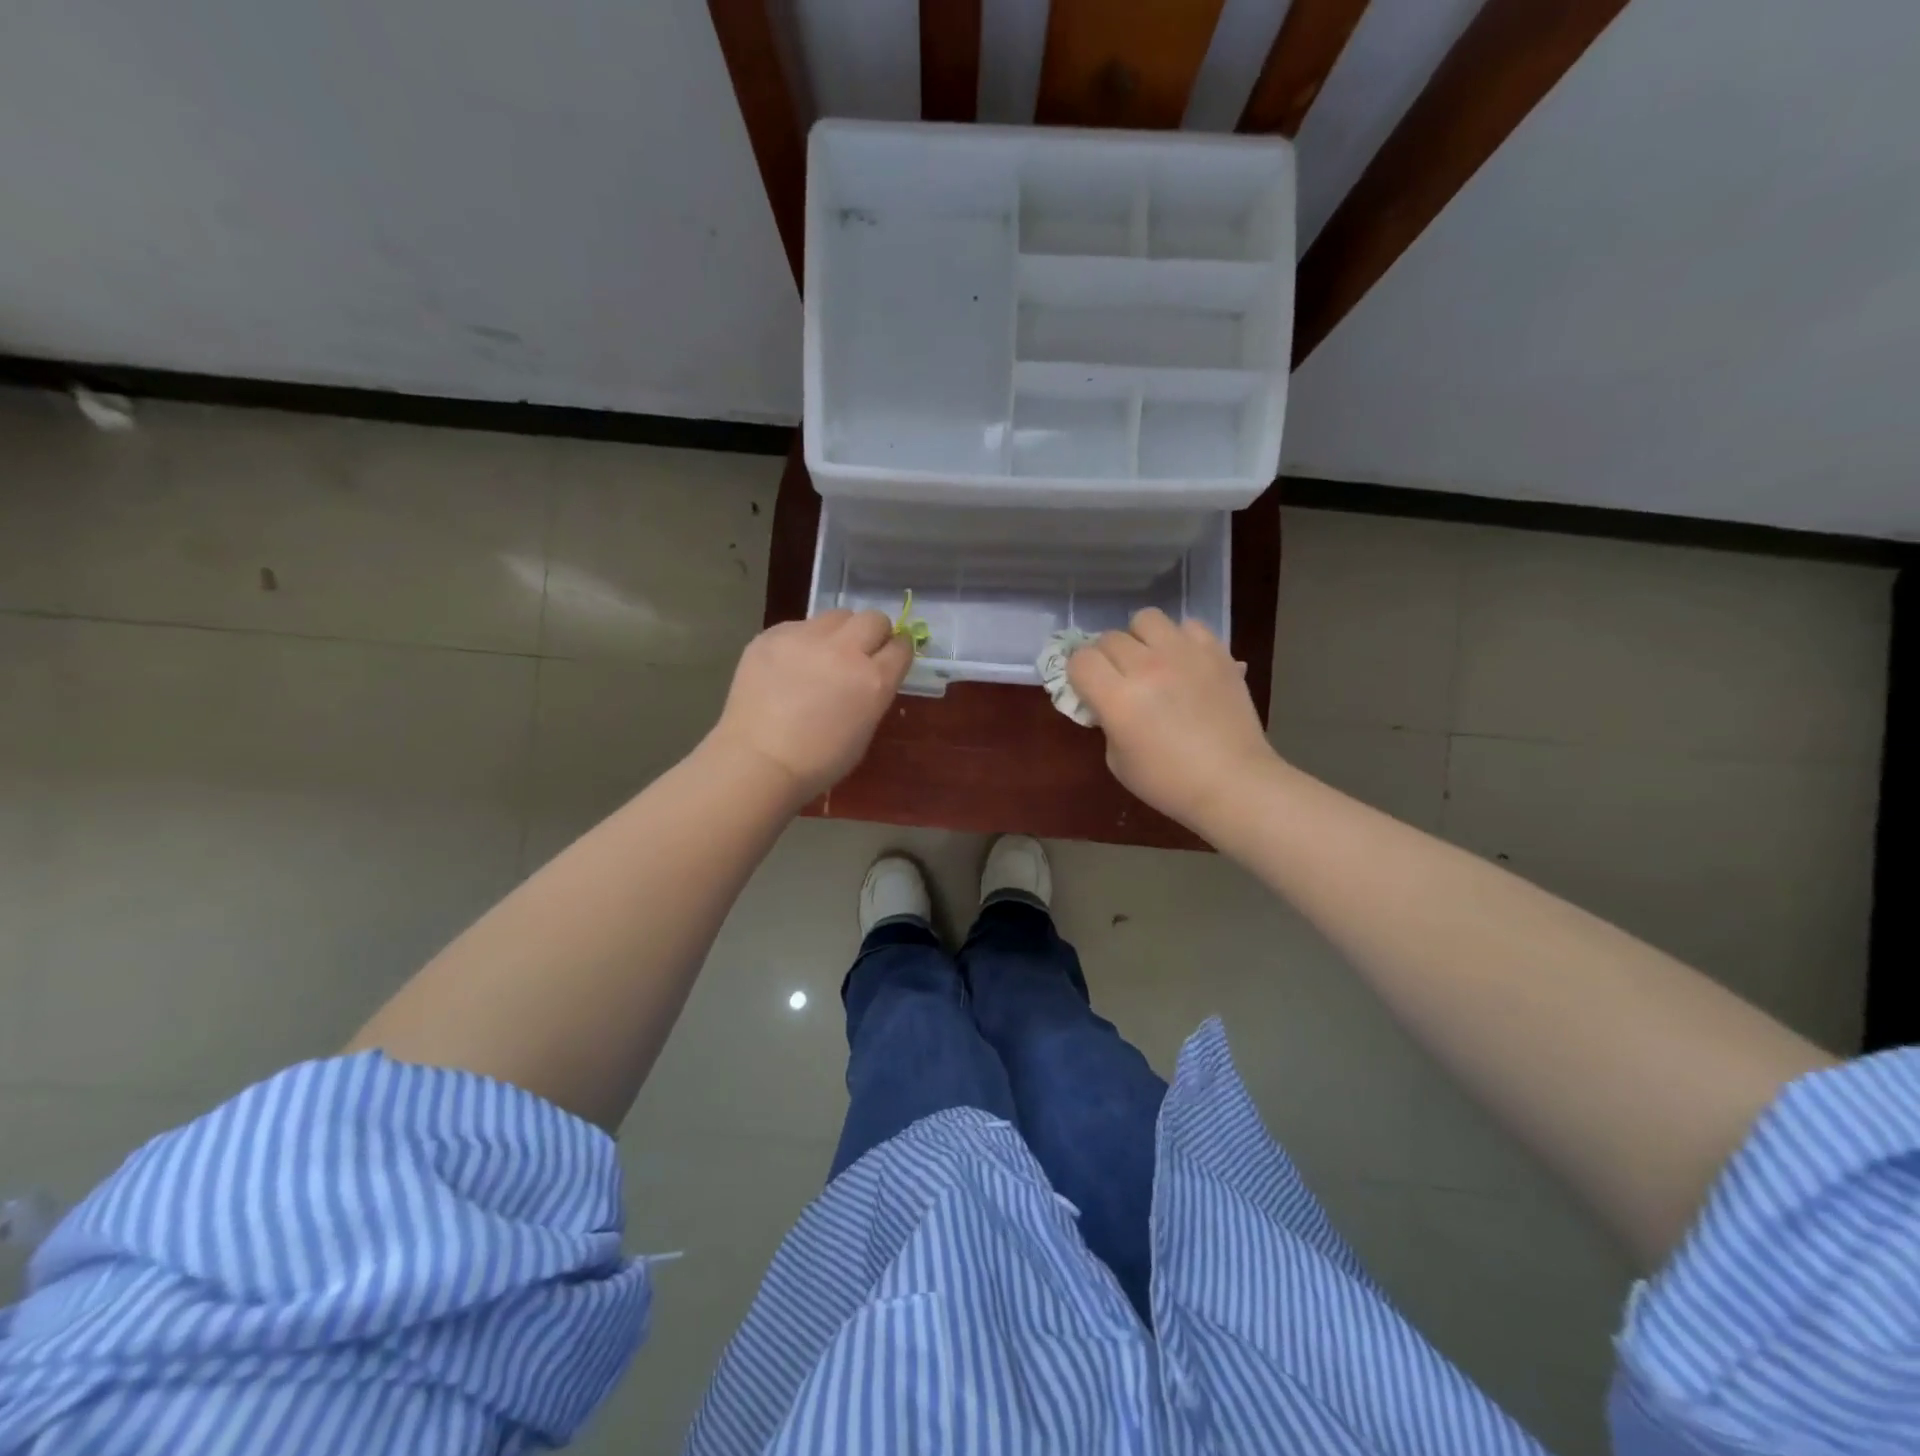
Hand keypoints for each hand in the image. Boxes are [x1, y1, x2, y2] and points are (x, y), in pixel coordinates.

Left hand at [709, 609, 912, 803]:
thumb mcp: (864, 730)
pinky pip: (799, 626)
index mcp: (873, 680)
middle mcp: (845, 650)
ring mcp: (806, 638)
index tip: (890, 657)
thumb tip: (869, 674)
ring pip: (836, 616)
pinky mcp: (773, 635)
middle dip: (873, 633)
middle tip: (860, 653)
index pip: (901, 646)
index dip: (898, 650)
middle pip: (874, 619)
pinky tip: (788, 666)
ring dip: (838, 633)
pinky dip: (802, 641)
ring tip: (821, 656)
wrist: (758, 762)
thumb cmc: (818, 761)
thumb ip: (873, 693)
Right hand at [1067, 608, 1278, 832]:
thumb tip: (1108, 700)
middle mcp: (1147, 667)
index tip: (1089, 689)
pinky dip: (1181, 639)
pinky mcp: (1216, 652)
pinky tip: (1185, 662)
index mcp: (1118, 698)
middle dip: (1107, 658)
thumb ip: (1107, 721)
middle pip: (1109, 638)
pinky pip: (1188, 625)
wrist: (1233, 783)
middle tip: (1121, 680)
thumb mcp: (1117, 760)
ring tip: (1152, 660)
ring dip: (1141, 638)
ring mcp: (1184, 654)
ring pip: (1146, 619)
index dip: (1079, 673)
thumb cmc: (1169, 783)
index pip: (1080, 660)